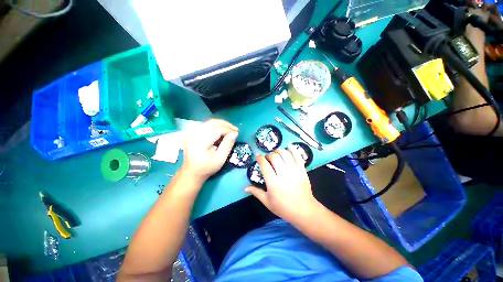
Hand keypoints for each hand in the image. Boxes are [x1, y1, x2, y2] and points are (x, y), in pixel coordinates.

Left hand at [182, 119, 237, 182]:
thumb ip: (228, 144)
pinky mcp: (192, 132)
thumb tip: (235, 133)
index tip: (237, 133)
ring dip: (221, 124)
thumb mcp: (220, 158)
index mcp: (200, 140)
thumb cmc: (207, 167)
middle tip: (235, 130)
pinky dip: (215, 126)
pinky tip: (221, 131)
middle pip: (213, 122)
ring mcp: (192, 131)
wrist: (191, 172)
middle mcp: (194, 133)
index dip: (229, 130)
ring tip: (229, 130)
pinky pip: (206, 125)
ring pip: (210, 122)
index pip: (217, 129)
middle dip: (226, 124)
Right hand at [245, 145, 318, 222]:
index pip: (264, 165)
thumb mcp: (267, 201)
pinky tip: (289, 146)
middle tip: (267, 158)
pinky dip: (293, 149)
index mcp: (273, 183)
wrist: (304, 210)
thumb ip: (256, 192)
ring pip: (285, 154)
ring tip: (276, 153)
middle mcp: (283, 174)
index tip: (258, 156)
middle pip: (274, 157)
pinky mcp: (302, 170)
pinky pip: (298, 156)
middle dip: (269, 155)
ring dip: (279, 151)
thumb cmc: (283, 207)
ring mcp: (294, 171)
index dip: (260, 158)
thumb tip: (244, 188)